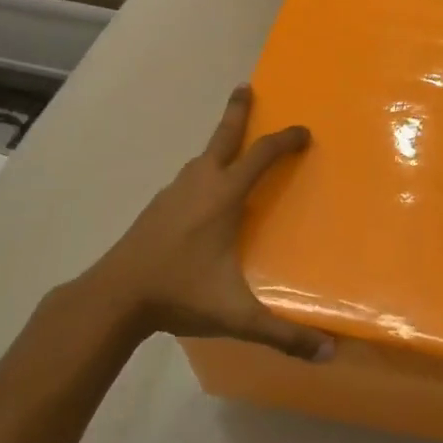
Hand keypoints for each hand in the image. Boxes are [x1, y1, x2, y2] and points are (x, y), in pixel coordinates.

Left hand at [53, 86, 334, 362]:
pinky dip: (203, 169)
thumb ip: (282, 334)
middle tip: (245, 87)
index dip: (285, 140)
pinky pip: (187, 177)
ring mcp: (172, 193)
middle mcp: (199, 184)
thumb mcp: (236, 315)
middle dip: (237, 111)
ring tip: (233, 146)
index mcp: (223, 197)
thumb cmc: (179, 294)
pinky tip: (203, 192)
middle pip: (223, 137)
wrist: (114, 297)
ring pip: (201, 157)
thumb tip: (329, 355)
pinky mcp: (156, 208)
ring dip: (220, 143)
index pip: (261, 156)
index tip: (304, 132)